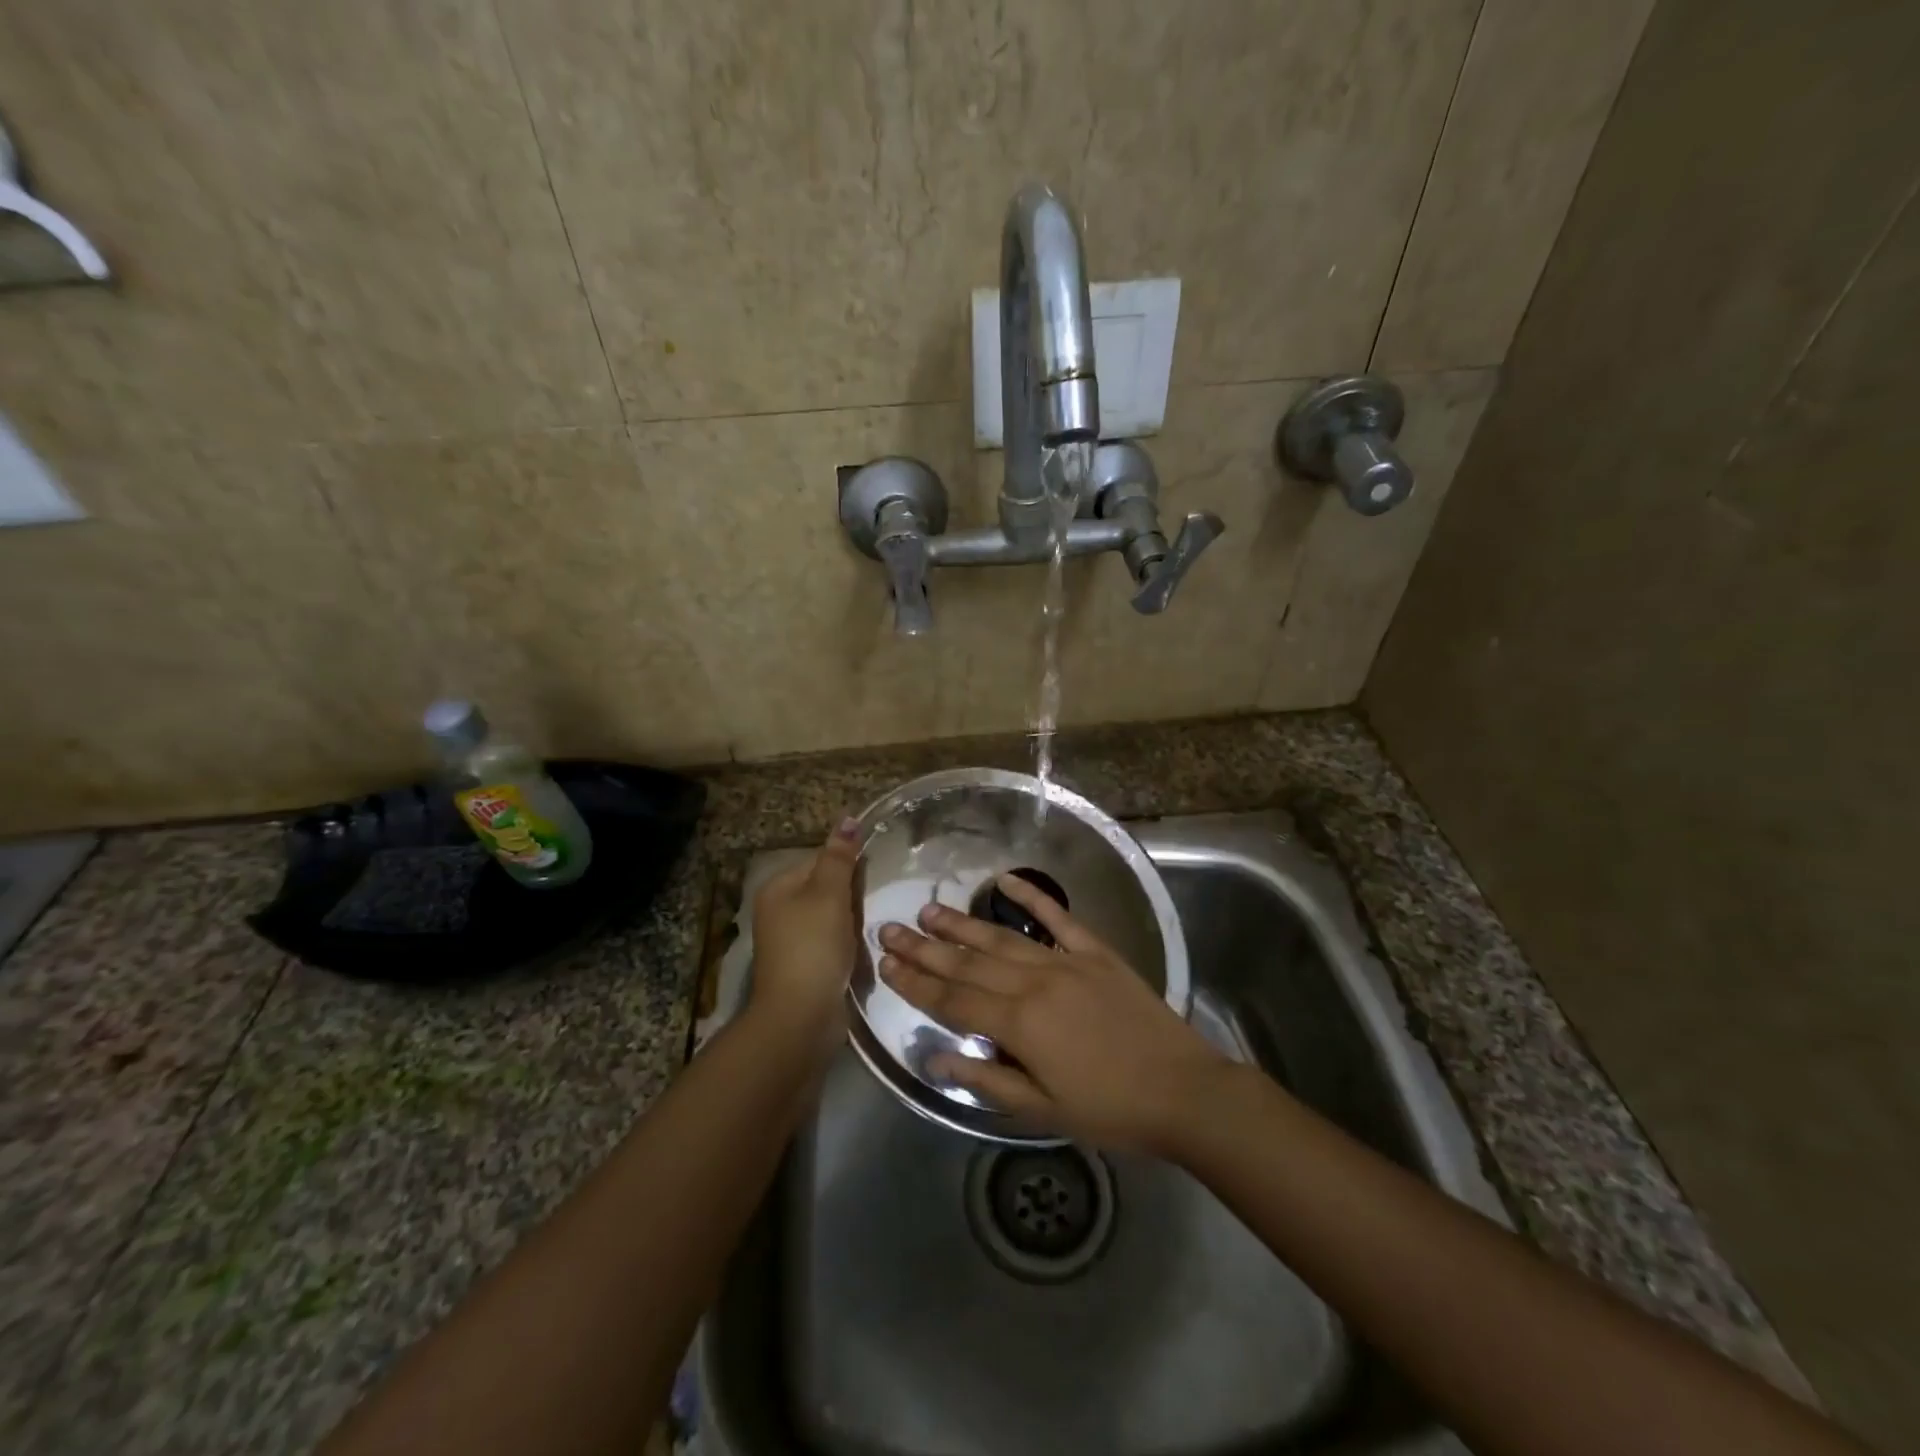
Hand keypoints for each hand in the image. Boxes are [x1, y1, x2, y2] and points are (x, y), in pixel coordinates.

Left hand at [749, 818, 859, 1056]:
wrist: (801, 1016)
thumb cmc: (814, 947)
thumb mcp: (829, 894)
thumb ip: (839, 857)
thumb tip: (848, 818)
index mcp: (777, 887)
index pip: (819, 859)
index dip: (847, 865)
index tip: (872, 877)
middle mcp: (778, 910)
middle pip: (824, 887)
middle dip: (851, 894)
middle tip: (876, 902)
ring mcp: (789, 940)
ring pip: (831, 916)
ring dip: (852, 920)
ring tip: (873, 925)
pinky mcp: (804, 965)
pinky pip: (831, 942)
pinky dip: (847, 943)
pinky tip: (862, 949)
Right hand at [878, 873, 1230, 1151]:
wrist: (1183, 1090)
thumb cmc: (1111, 1109)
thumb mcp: (1043, 1110)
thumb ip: (987, 1080)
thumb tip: (935, 1058)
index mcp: (1019, 1024)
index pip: (954, 1000)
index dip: (916, 983)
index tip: (885, 964)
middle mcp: (1035, 983)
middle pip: (969, 964)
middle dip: (925, 948)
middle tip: (889, 929)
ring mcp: (1066, 961)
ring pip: (1002, 938)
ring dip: (962, 924)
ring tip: (929, 910)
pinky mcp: (1096, 952)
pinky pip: (1058, 918)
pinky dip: (1032, 897)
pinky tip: (1005, 881)